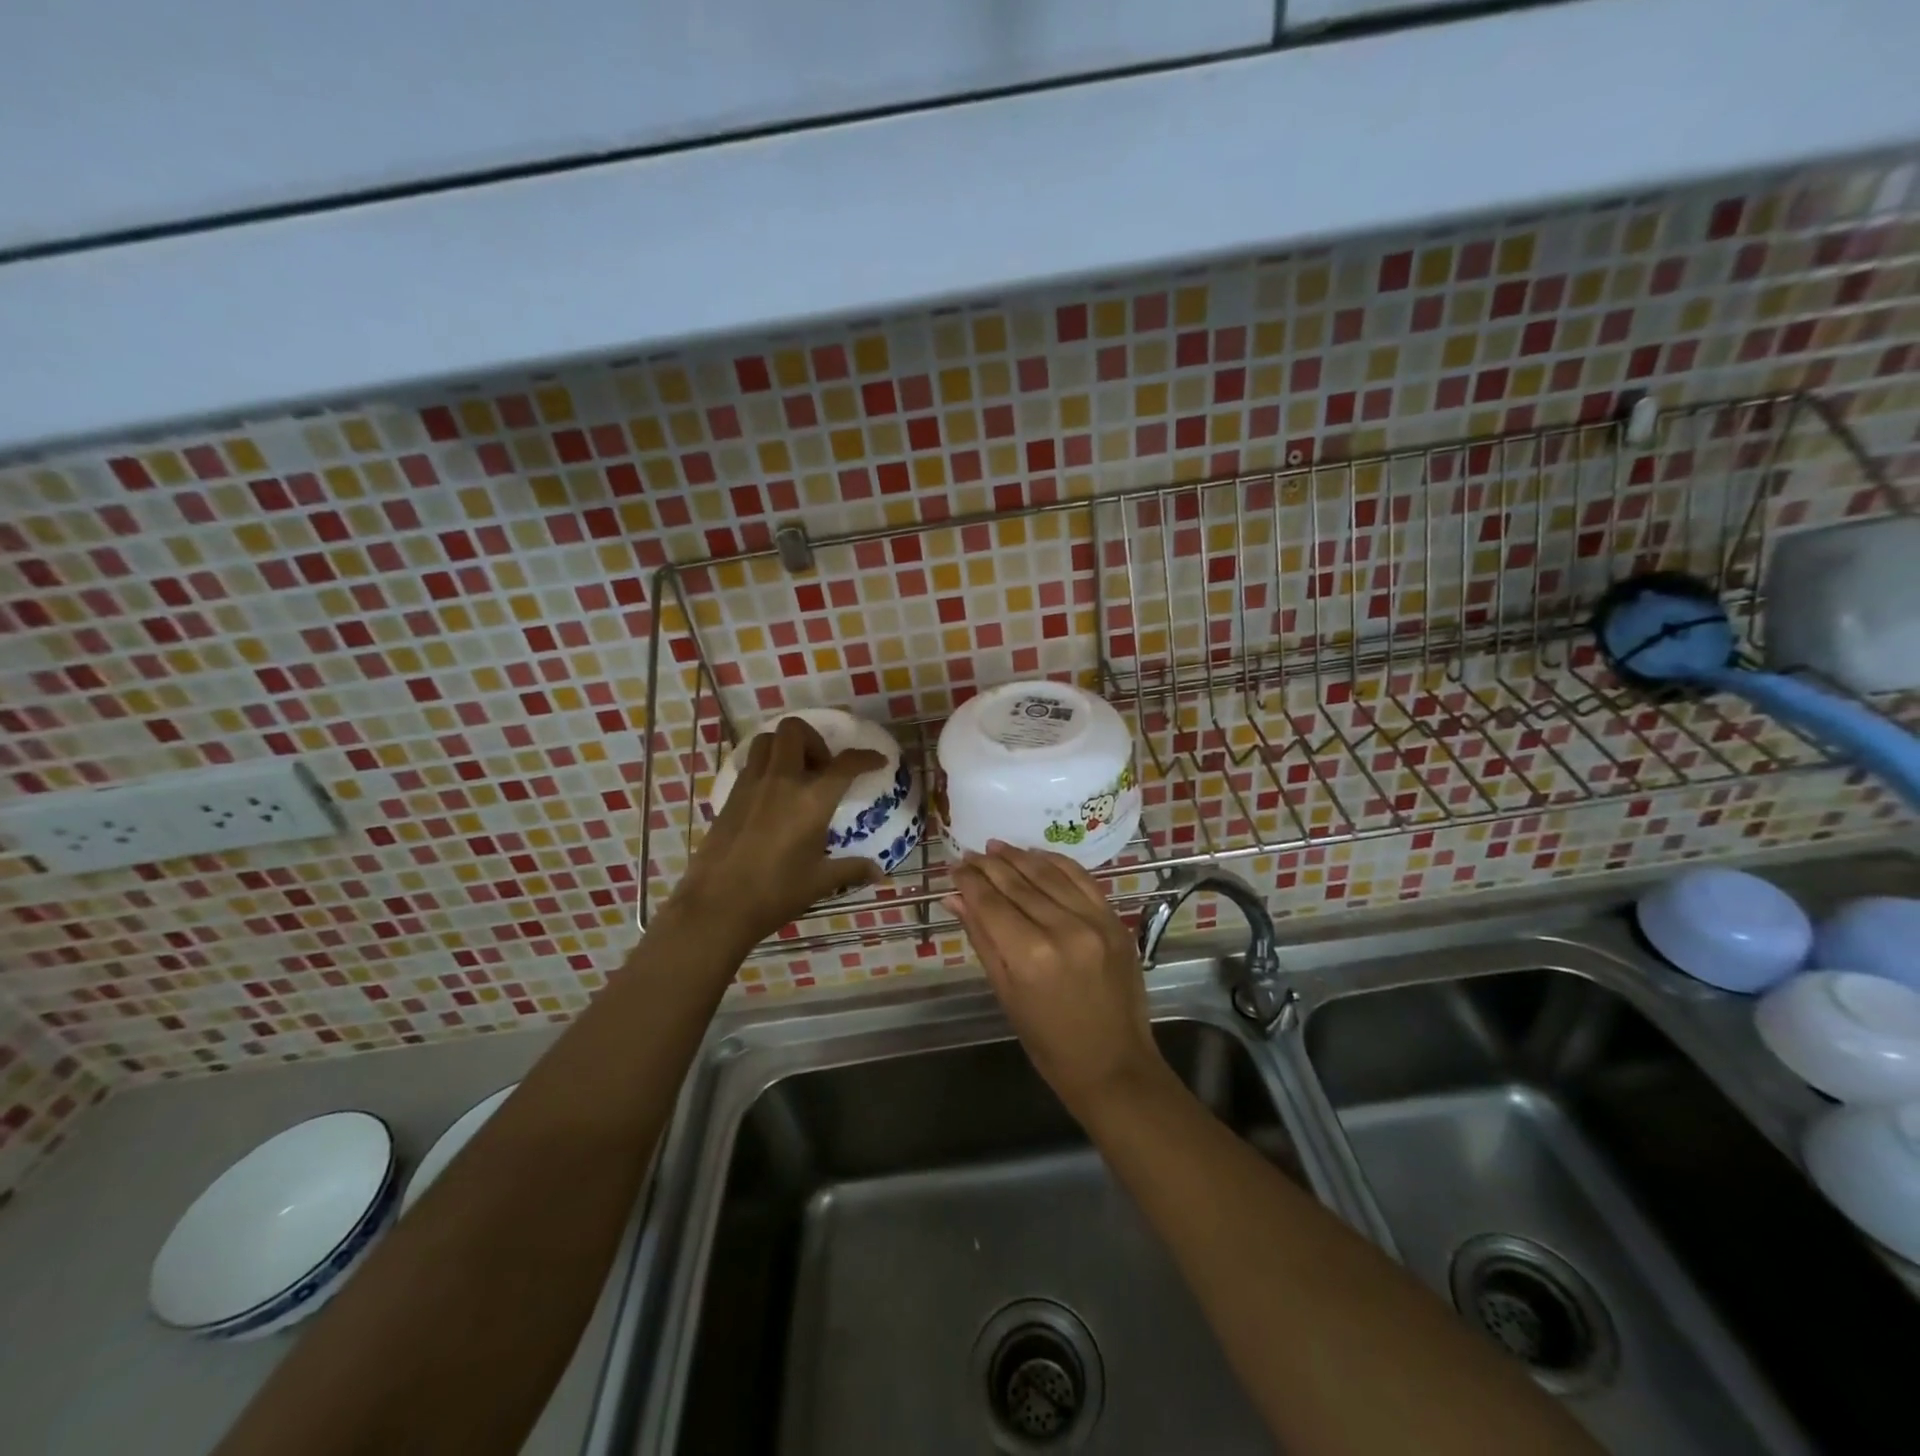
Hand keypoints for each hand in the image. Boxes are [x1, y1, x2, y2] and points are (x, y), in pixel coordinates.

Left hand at [675, 716, 887, 943]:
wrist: (716, 906)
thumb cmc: (775, 893)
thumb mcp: (820, 882)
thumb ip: (852, 869)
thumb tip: (879, 873)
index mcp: (811, 800)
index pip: (845, 764)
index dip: (866, 757)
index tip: (877, 761)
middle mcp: (781, 781)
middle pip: (795, 730)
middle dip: (815, 740)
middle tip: (823, 769)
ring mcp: (751, 785)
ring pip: (767, 740)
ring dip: (786, 747)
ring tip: (797, 775)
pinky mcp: (730, 796)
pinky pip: (750, 763)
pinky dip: (766, 766)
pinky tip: (774, 796)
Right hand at [947, 842, 1167, 1118]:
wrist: (1114, 1065)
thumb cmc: (1049, 1043)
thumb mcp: (1006, 994)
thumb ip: (982, 939)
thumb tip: (955, 898)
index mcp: (1030, 955)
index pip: (990, 902)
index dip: (969, 881)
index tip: (954, 866)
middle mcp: (1063, 929)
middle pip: (1017, 883)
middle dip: (989, 865)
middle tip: (969, 853)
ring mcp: (1094, 921)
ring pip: (1048, 874)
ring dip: (1019, 856)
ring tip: (996, 846)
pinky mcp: (1114, 920)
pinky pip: (1081, 879)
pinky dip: (1056, 862)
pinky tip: (1036, 854)